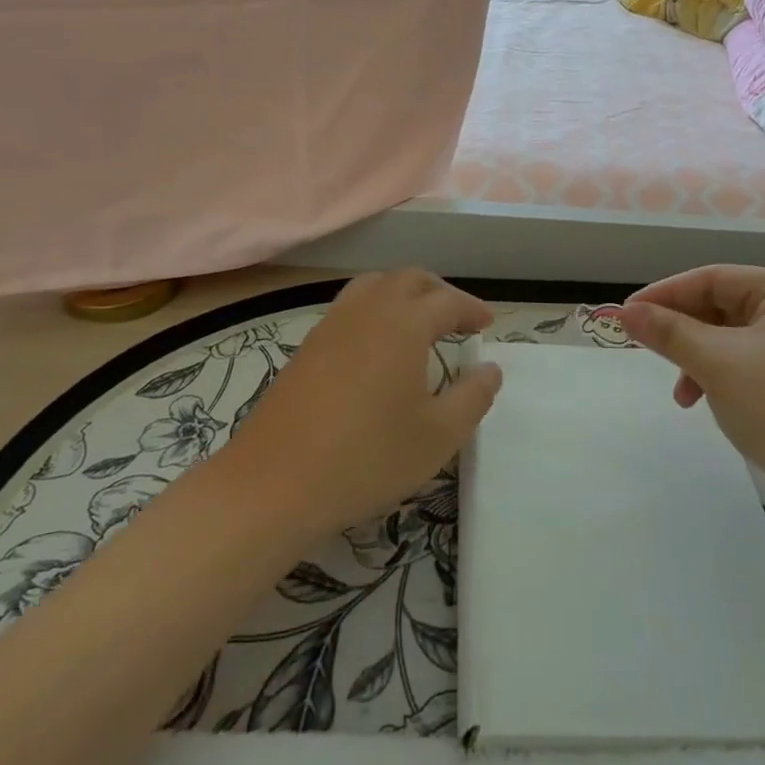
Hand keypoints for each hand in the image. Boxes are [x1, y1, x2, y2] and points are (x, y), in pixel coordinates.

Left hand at [218, 269, 500, 534]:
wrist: (274, 484)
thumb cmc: (367, 458)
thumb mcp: (438, 436)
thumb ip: (472, 397)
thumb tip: (490, 369)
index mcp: (404, 324)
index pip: (447, 301)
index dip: (471, 310)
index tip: (487, 326)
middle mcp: (367, 311)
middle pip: (408, 280)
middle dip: (438, 292)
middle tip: (457, 317)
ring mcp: (331, 326)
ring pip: (373, 286)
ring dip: (403, 294)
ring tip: (418, 322)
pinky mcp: (307, 347)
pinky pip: (349, 307)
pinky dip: (374, 310)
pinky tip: (376, 348)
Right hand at [617, 265, 764, 492]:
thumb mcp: (718, 364)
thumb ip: (670, 332)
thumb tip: (625, 311)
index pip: (712, 278)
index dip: (665, 293)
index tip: (627, 314)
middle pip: (723, 307)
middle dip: (683, 331)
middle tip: (647, 349)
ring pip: (733, 339)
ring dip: (700, 359)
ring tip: (682, 394)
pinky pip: (750, 364)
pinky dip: (723, 378)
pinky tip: (709, 403)